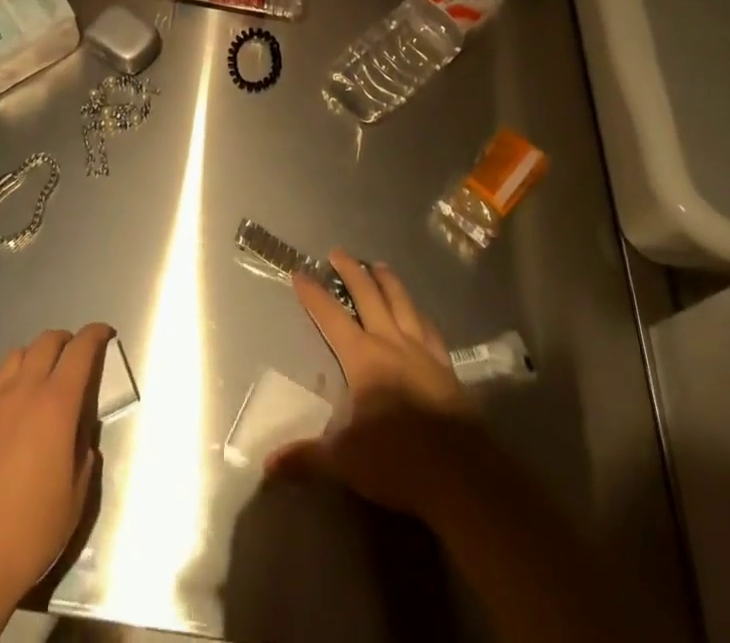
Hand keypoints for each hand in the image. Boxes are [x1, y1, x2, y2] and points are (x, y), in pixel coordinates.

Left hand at [0, 324, 112, 608]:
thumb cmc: (29, 532)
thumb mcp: (74, 498)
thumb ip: (83, 456)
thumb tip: (81, 437)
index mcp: (56, 405)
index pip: (81, 350)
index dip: (96, 334)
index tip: (106, 333)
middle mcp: (24, 392)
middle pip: (46, 342)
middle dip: (66, 340)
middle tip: (75, 356)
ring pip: (16, 356)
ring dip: (35, 357)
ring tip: (41, 378)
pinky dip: (9, 385)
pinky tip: (10, 413)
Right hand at [267, 251, 474, 517]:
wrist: (463, 476)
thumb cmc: (398, 462)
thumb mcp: (345, 461)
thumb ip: (306, 457)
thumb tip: (267, 464)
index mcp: (364, 358)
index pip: (331, 317)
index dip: (314, 294)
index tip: (300, 272)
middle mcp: (392, 343)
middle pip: (369, 296)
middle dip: (352, 272)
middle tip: (339, 252)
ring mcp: (424, 353)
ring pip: (403, 304)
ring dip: (388, 282)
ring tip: (379, 265)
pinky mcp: (447, 369)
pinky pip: (431, 330)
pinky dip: (419, 314)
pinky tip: (419, 313)